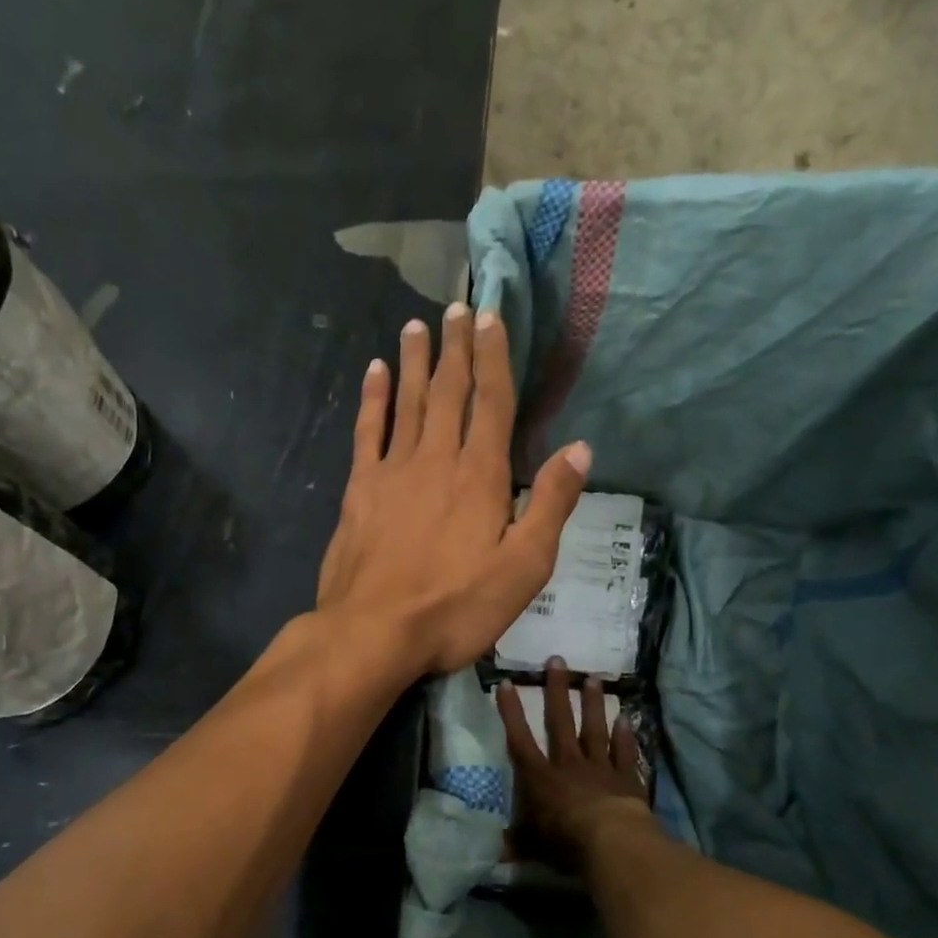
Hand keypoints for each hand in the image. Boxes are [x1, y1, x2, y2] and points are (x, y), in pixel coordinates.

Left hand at [316, 303, 591, 676]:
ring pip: (408, 403)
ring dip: (415, 361)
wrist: (373, 632)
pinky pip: (367, 432)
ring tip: (418, 324)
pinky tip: (375, 373)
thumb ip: (549, 506)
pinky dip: (373, 399)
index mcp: (479, 476)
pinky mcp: (359, 491)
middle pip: (449, 392)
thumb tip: (579, 449)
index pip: (491, 403)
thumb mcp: (523, 568)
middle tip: (457, 305)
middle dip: (456, 347)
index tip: (492, 317)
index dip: (494, 357)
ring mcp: (392, 472)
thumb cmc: (455, 608)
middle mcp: (435, 460)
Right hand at [496, 660, 654, 862]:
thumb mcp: (535, 845)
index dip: (511, 712)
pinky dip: (624, 736)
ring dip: (593, 704)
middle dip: (557, 690)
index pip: (520, 739)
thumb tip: (497, 850)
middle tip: (557, 660)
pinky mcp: (625, 777)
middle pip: (560, 721)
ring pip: (593, 729)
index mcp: (540, 777)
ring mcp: (599, 767)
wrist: (611, 842)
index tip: (506, 683)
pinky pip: (623, 752)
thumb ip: (518, 842)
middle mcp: (568, 764)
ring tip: (593, 678)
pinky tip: (626, 718)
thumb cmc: (566, 841)